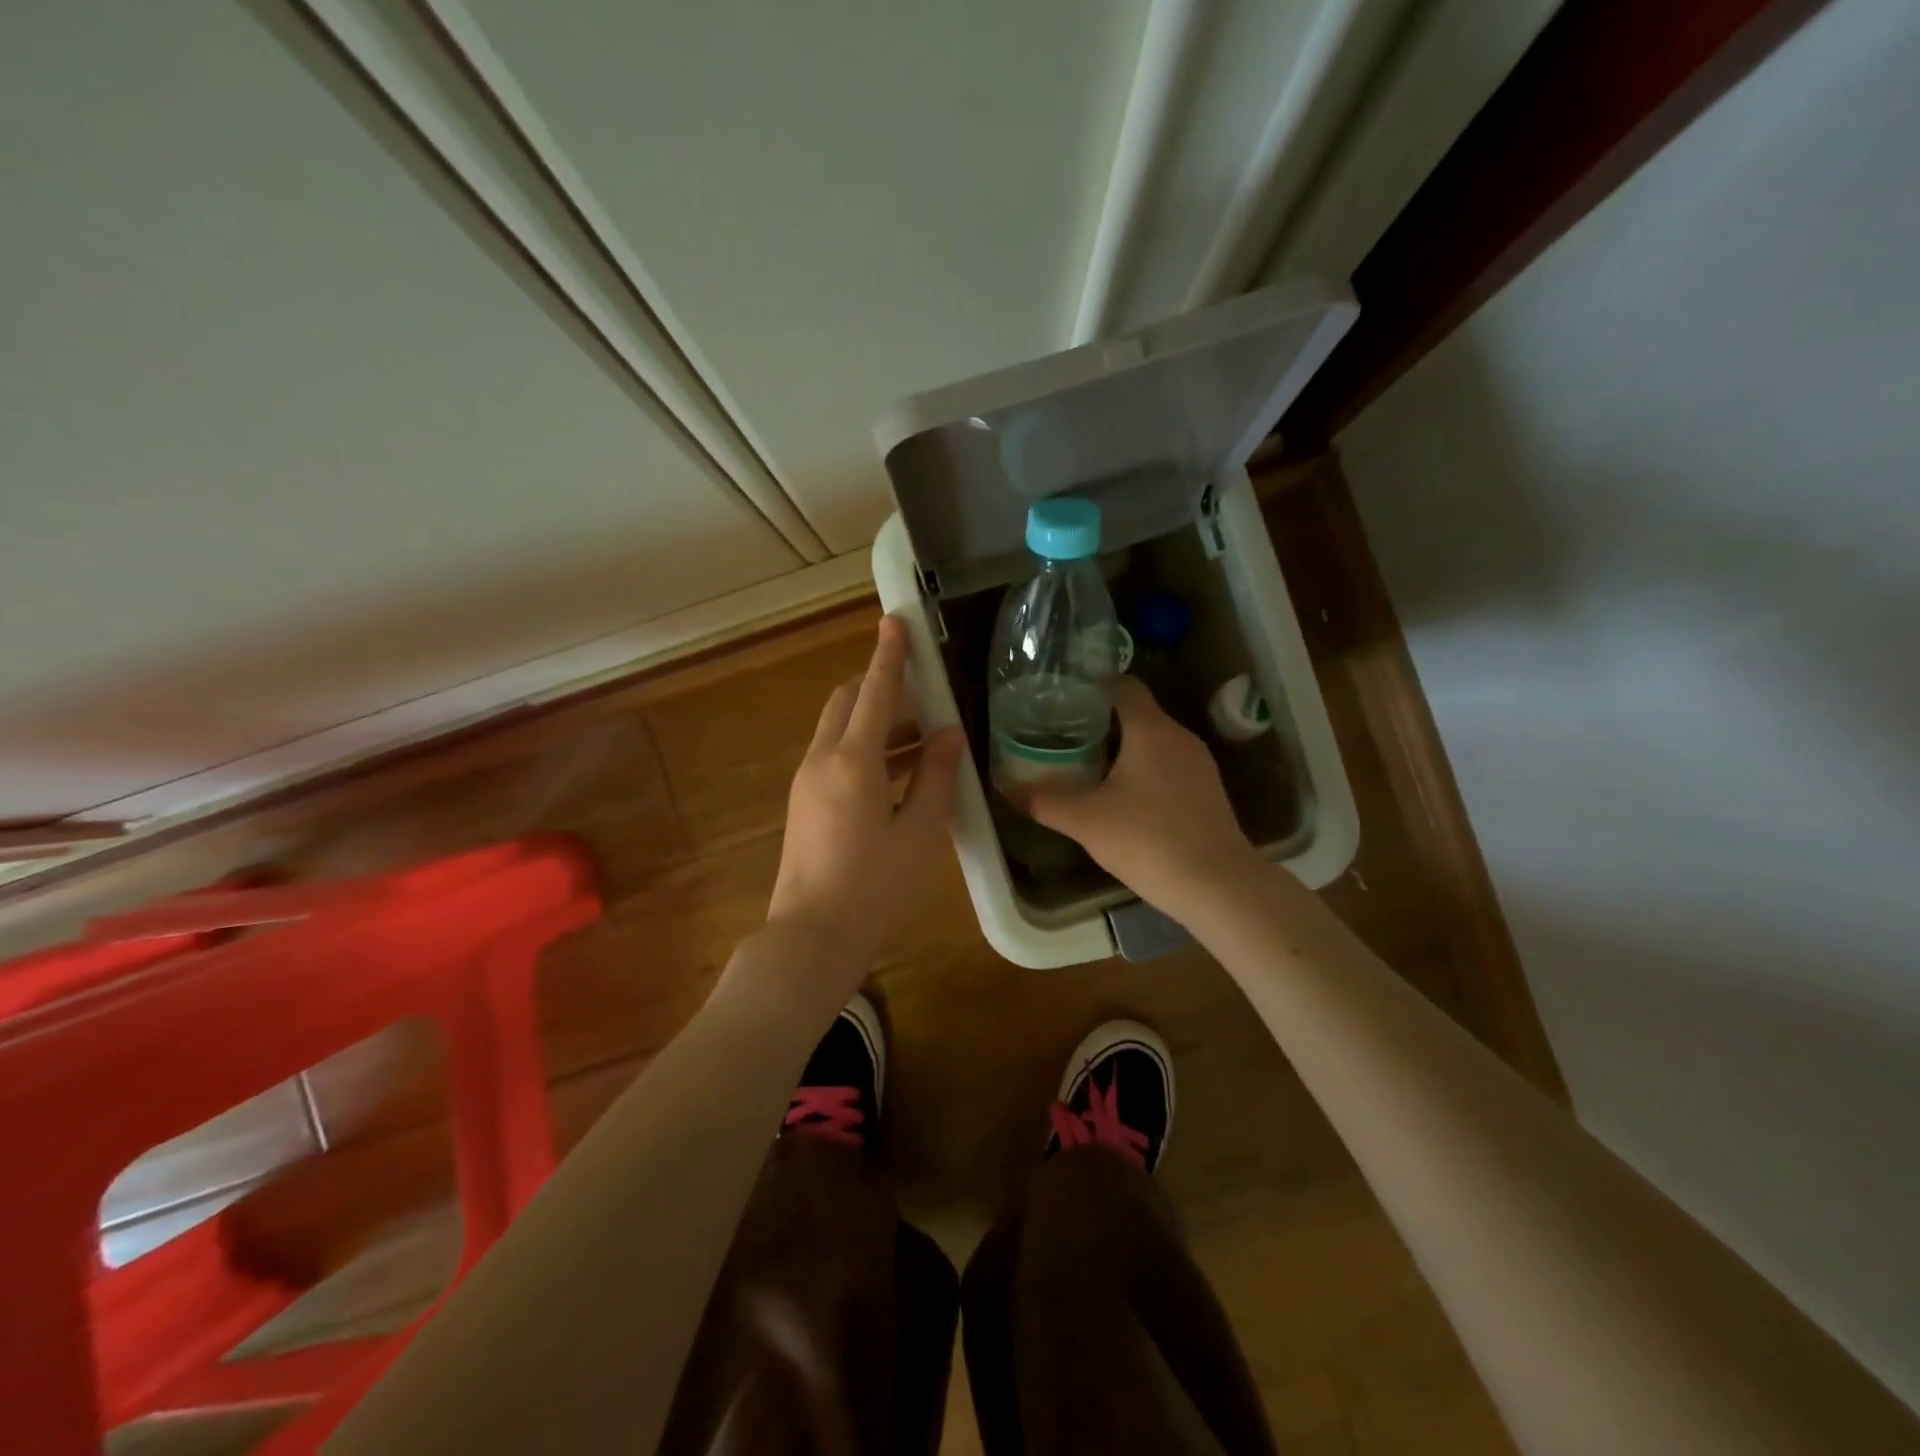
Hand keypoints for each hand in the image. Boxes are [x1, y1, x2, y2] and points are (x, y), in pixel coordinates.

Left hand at [764, 615, 964, 987]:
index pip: (874, 691)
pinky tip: (897, 774)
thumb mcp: (920, 831)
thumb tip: (949, 733)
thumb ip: (937, 776)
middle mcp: (822, 760)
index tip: (896, 621)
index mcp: (852, 761)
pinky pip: (834, 756)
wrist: (812, 937)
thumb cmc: (875, 887)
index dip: (889, 655)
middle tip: (923, 697)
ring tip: (923, 740)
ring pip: (839, 730)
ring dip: (875, 722)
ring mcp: (806, 781)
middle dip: (879, 687)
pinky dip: (863, 748)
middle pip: (846, 702)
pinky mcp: (803, 803)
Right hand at [1028, 677, 1266, 922]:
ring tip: (1087, 764)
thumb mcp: (1086, 822)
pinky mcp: (1207, 789)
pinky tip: (1124, 797)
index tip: (1062, 700)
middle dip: (1100, 721)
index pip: (1123, 685)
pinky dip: (1144, 769)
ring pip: (1154, 741)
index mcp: (1150, 730)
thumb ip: (1044, 802)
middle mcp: (1179, 736)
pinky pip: (1169, 764)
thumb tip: (1008, 789)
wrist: (1217, 885)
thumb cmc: (1148, 840)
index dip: (1092, 686)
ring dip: (1123, 747)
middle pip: (1136, 713)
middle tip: (1063, 736)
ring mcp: (1198, 763)